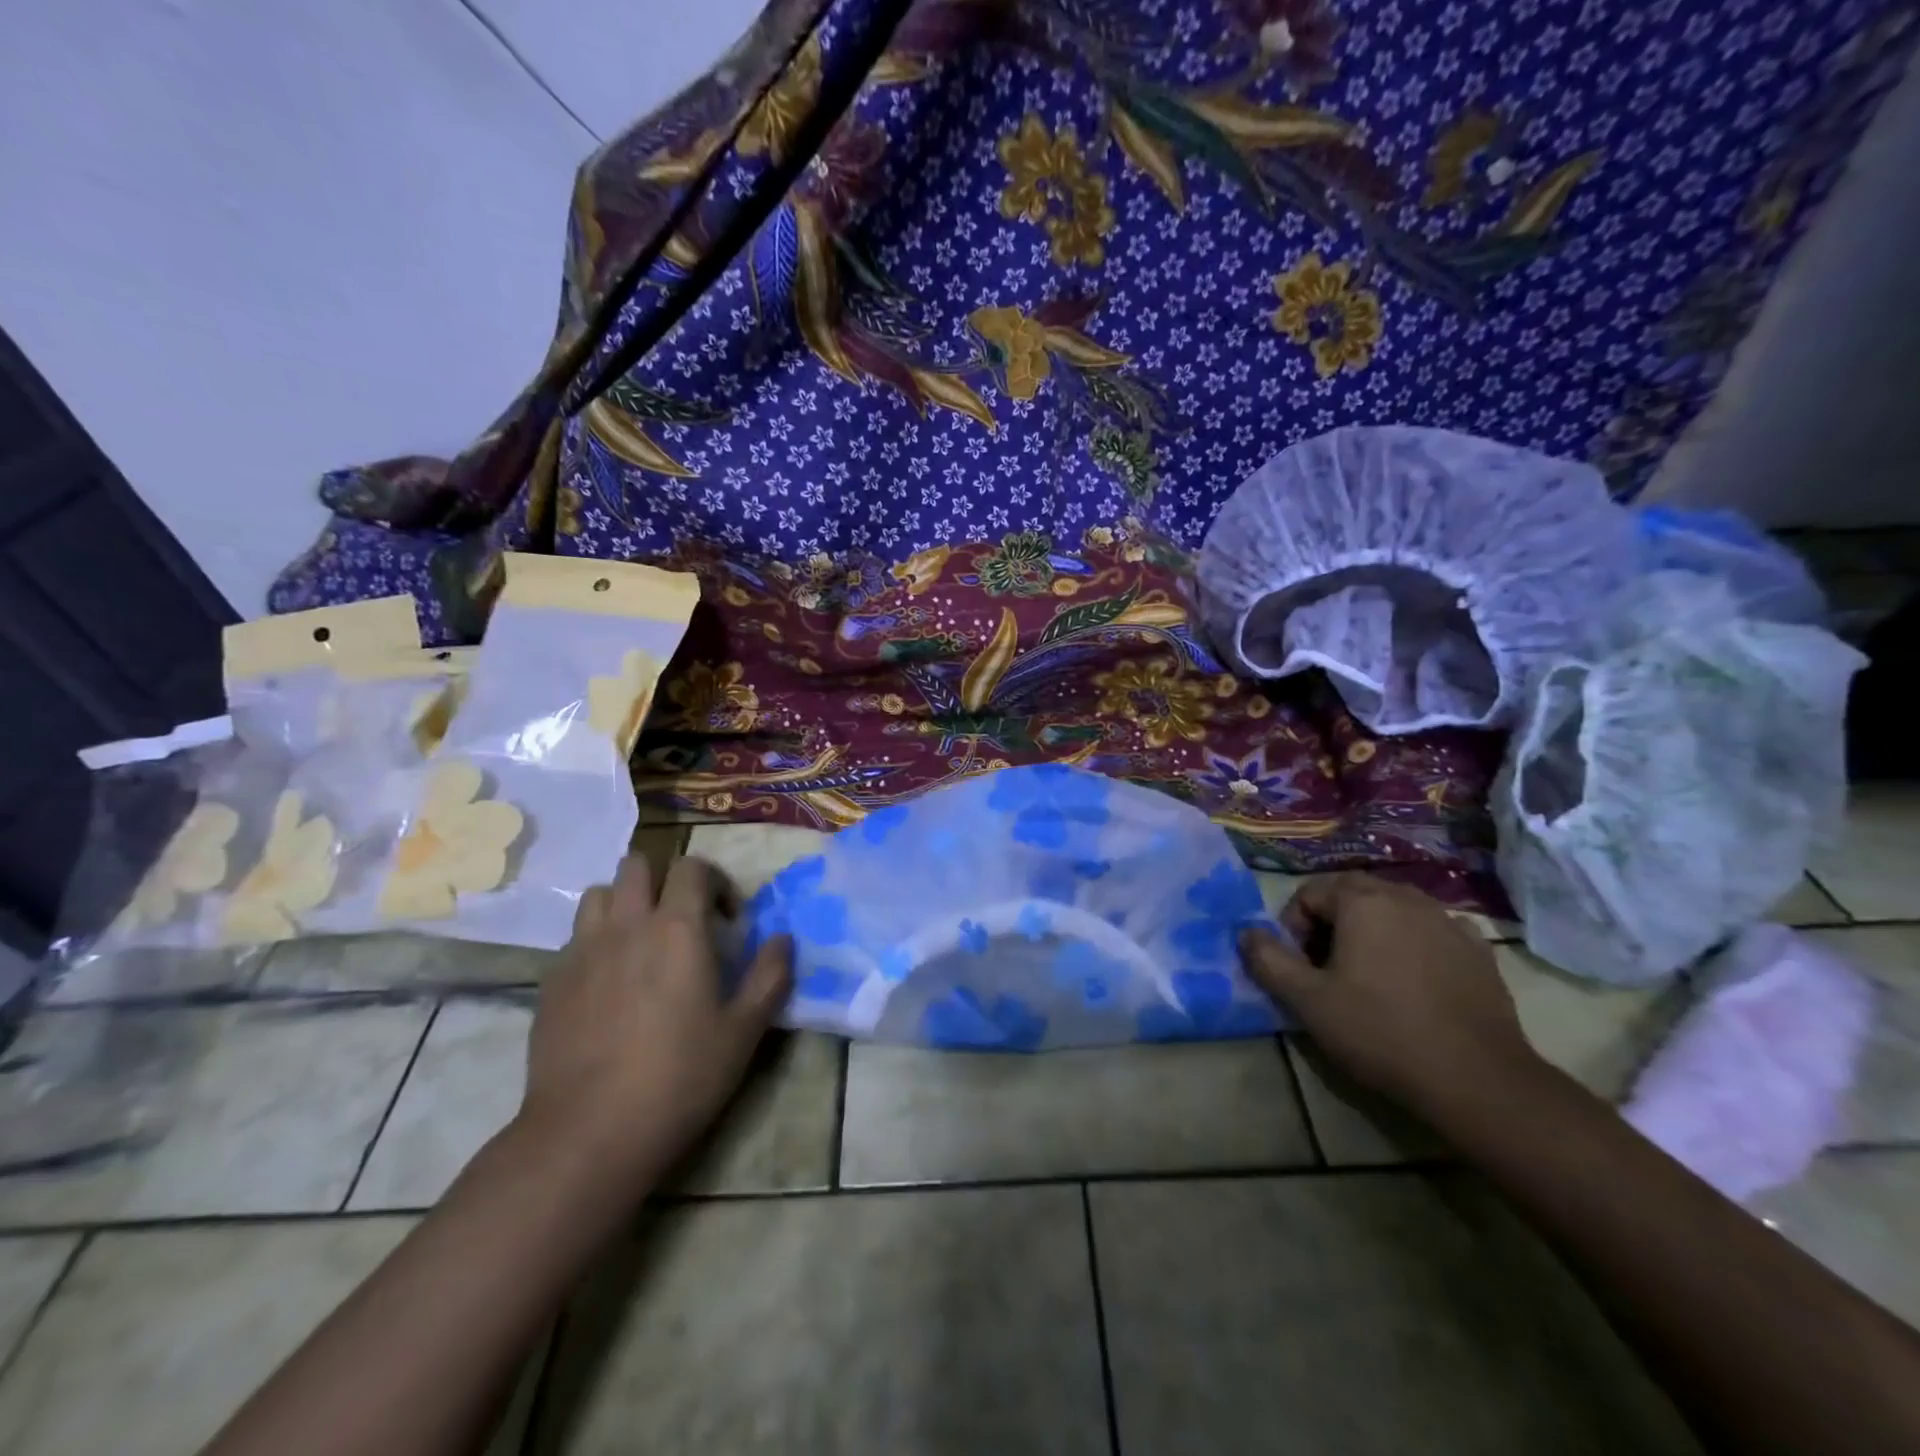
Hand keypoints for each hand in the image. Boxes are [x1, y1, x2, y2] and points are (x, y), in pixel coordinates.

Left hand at [516, 854, 791, 1198]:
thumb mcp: (744, 1031)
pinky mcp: (552, 982)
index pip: (693, 867)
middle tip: (683, 920)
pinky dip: (596, 942)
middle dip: (664, 880)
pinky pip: (575, 938)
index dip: (716, 881)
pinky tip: (609, 984)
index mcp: (677, 928)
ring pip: (598, 895)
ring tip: (641, 942)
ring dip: (624, 903)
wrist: (589, 1132)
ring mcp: (582, 951)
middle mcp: (627, 925)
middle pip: (638, 866)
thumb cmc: (680, 1077)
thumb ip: (770, 975)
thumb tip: (783, 939)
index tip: (729, 920)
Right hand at [1239, 874, 1542, 1117]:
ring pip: (1392, 908)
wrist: (1477, 1080)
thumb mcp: (1307, 1001)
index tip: (1299, 967)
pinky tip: (1412, 981)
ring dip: (1369, 930)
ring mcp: (1447, 921)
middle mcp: (1406, 898)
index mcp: (1363, 902)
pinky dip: (1411, 943)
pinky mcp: (1477, 951)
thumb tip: (1246, 932)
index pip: (1309, 893)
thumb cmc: (1380, 1032)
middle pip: (1351, 893)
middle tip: (1325, 968)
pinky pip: (1430, 931)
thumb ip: (1268, 960)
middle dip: (1329, 922)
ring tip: (1367, 976)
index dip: (1292, 926)